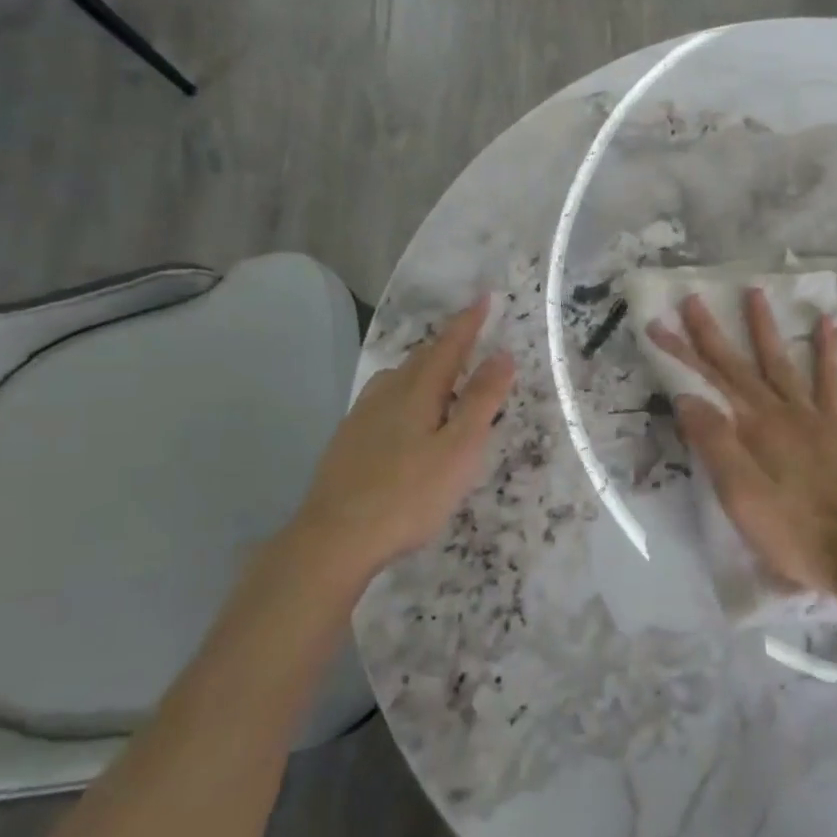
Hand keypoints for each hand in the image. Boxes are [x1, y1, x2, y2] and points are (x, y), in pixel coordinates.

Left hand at [274, 297, 513, 598]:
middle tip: (472, 339)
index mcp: (417, 391)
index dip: (469, 322)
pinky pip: (384, 400)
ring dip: (425, 369)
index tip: (484, 297)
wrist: (334, 538)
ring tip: (444, 378)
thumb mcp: (459, 449)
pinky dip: (406, 393)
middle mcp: (386, 393)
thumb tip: (502, 355)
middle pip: (422, 358)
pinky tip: (406, 417)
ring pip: (399, 379)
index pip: (449, 346)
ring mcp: (362, 416)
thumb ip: (481, 400)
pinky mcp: (348, 440)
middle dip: (449, 345)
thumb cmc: (408, 494)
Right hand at [648, 289, 836, 597]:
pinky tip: (829, 324)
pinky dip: (830, 350)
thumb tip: (688, 397)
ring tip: (755, 292)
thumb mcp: (740, 496)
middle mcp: (780, 411)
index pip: (708, 382)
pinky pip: (832, 380)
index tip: (658, 324)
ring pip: (783, 362)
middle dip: (712, 332)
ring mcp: (812, 416)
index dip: (681, 352)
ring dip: (766, 327)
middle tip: (693, 298)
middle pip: (740, 365)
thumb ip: (715, 444)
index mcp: (753, 427)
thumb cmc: (790, 531)